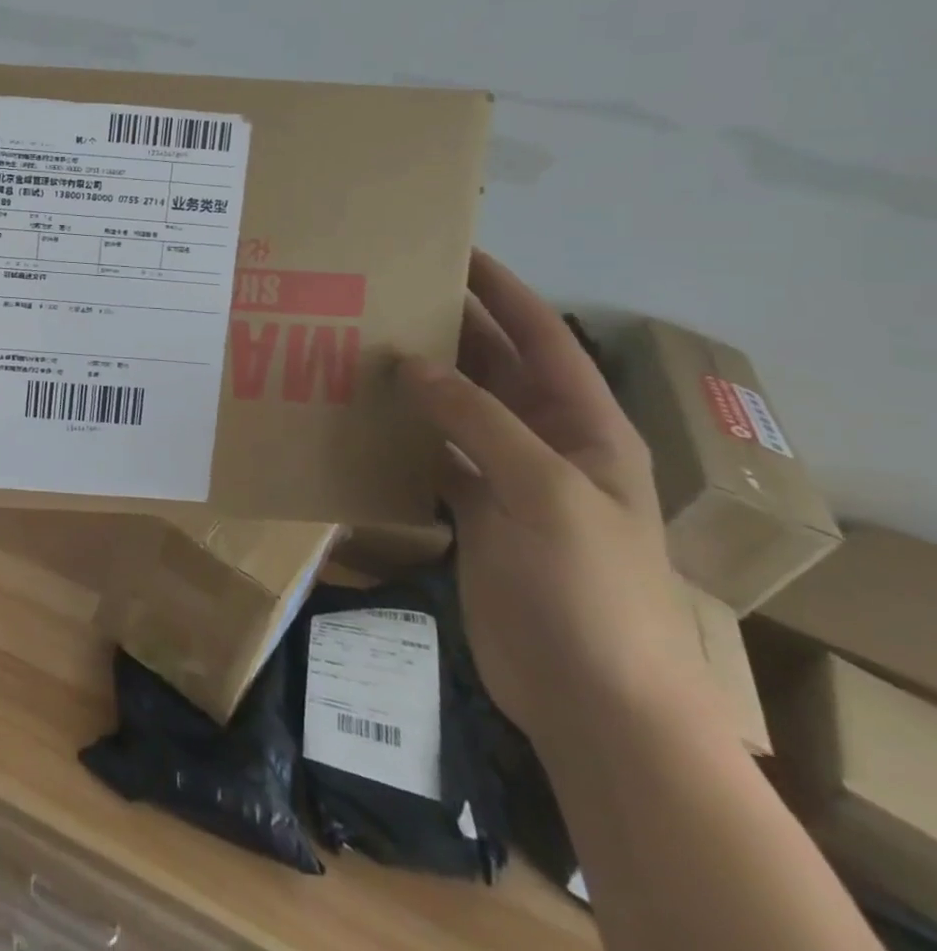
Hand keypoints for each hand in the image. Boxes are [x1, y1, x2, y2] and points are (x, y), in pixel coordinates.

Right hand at [399, 251, 702, 748]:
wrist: (590, 698)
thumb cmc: (586, 585)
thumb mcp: (543, 490)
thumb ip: (478, 419)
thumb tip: (411, 363)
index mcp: (585, 426)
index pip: (543, 338)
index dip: (503, 292)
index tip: (453, 253)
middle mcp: (546, 441)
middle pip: (493, 368)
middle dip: (447, 330)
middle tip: (383, 294)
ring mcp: (508, 478)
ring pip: (457, 410)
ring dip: (418, 381)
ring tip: (360, 344)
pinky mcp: (475, 512)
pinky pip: (434, 454)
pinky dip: (403, 433)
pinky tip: (361, 416)